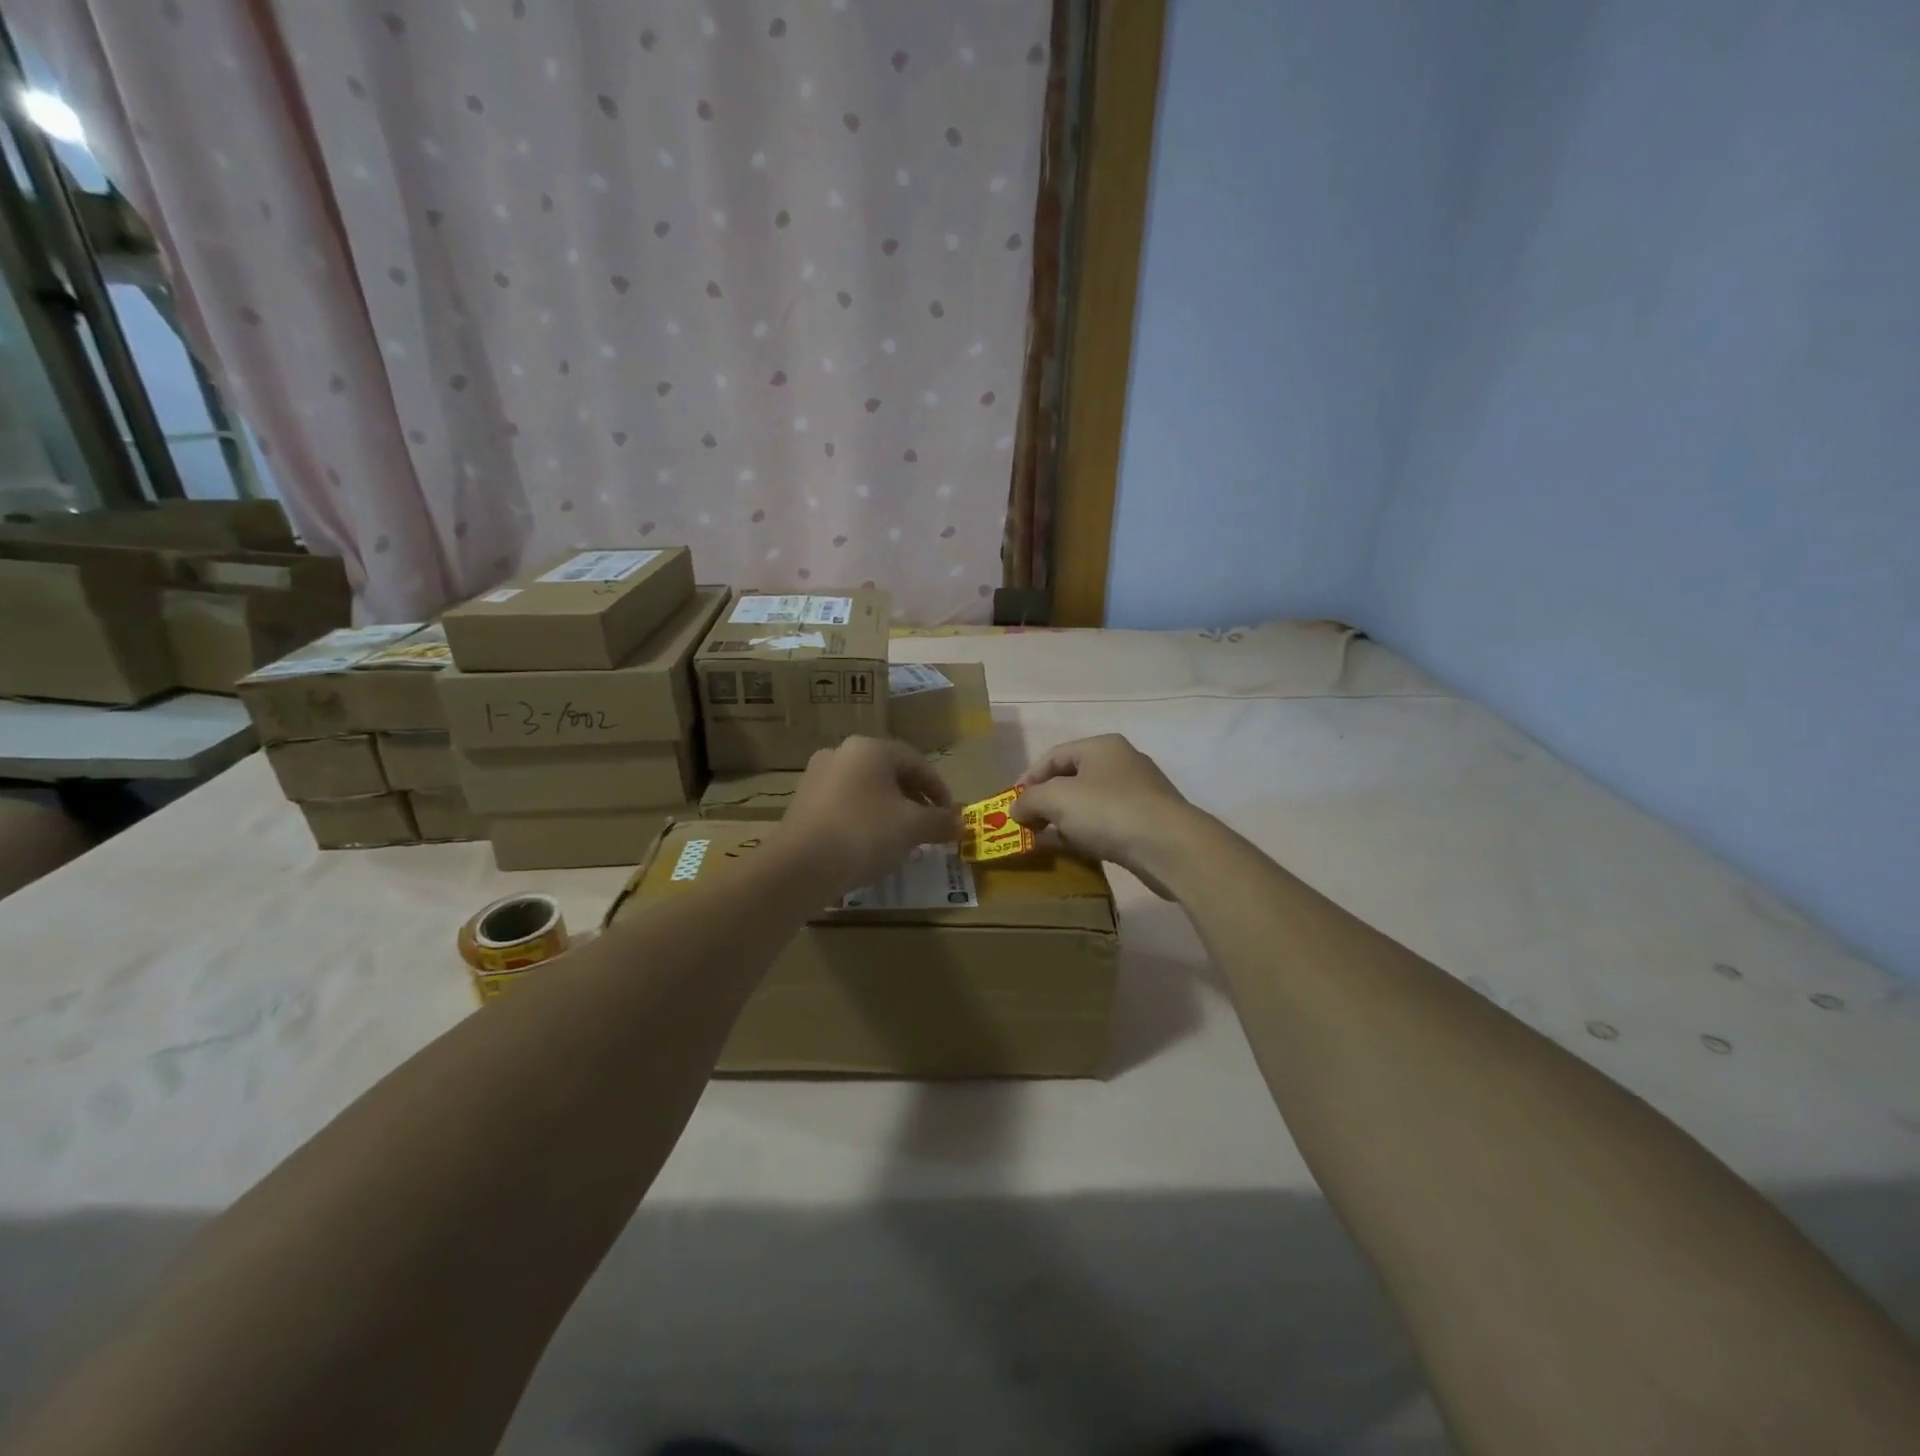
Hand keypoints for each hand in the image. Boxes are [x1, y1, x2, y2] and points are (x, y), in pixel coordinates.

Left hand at [780, 736, 961, 894]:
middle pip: (891, 774)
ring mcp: (817, 776)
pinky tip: (871, 845)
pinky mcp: (803, 803)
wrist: (798, 867)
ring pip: (867, 790)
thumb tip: (960, 823)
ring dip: (890, 810)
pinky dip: (865, 819)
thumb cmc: (863, 834)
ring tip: (903, 838)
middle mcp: (842, 753)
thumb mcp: (912, 827)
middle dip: (915, 800)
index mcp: (870, 748)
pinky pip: (845, 805)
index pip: (917, 762)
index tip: (951, 817)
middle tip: (930, 826)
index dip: (940, 790)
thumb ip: (940, 821)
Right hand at [1011, 734, 1198, 897]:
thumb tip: (1015, 808)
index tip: (1013, 803)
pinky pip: (1108, 822)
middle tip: (1028, 823)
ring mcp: (1139, 792)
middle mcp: (1122, 762)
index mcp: (1101, 746)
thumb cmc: (1108, 811)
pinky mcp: (1149, 820)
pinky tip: (1079, 849)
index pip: (1054, 755)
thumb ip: (1030, 800)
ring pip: (1090, 802)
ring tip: (1049, 839)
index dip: (1029, 778)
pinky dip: (1088, 832)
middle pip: (1072, 778)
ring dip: (1066, 819)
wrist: (1169, 846)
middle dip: (1047, 801)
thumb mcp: (1056, 799)